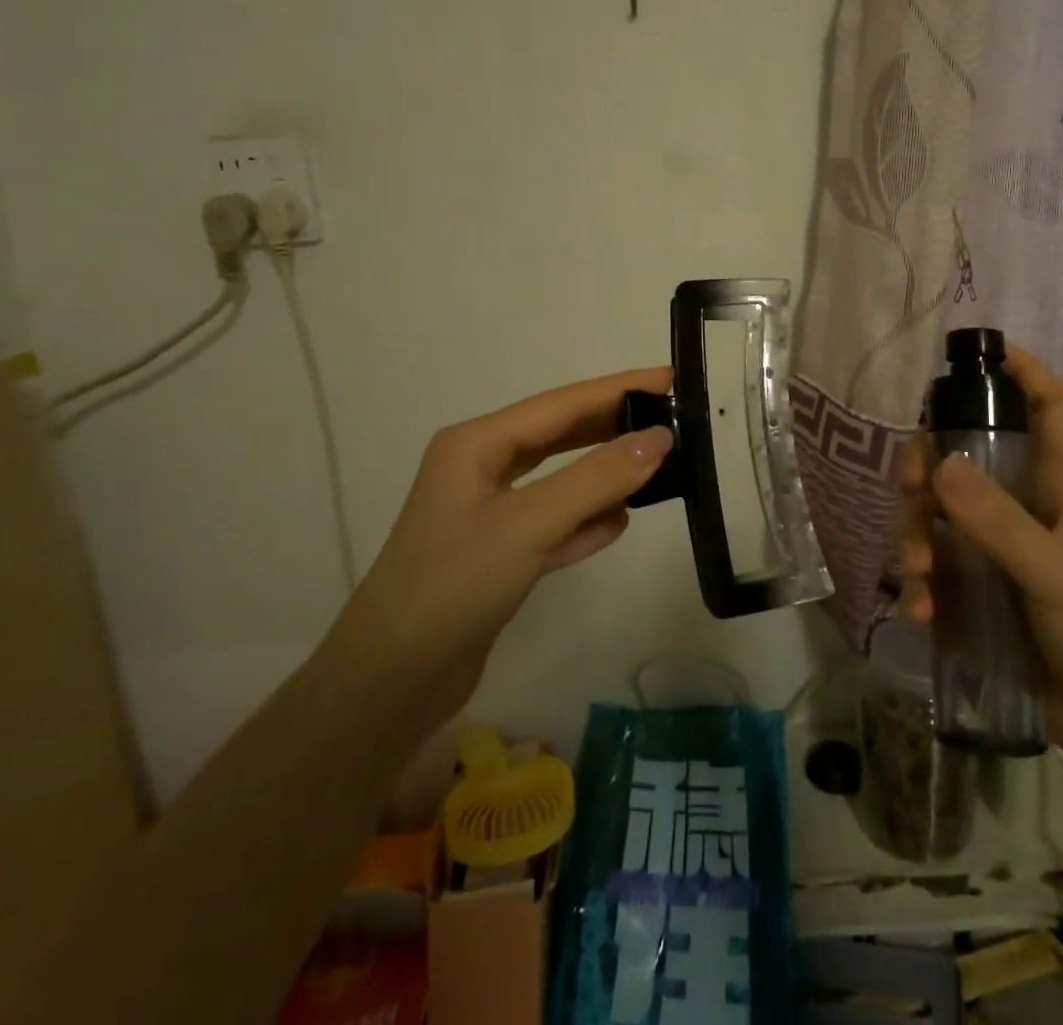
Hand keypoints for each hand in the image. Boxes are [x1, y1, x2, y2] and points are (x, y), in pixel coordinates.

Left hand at [340, 367, 675, 700]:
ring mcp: (490, 513)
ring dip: (604, 475)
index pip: (562, 403)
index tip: (670, 378)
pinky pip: (555, 523)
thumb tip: (662, 437)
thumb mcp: (529, 524)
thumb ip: (598, 478)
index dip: (618, 389)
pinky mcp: (500, 554)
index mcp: (477, 444)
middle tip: (673, 420)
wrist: (389, 684)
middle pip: (562, 435)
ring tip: (659, 468)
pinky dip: (585, 520)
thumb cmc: (453, 585)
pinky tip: (618, 523)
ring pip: (561, 480)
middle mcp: (482, 468)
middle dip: (614, 426)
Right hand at [897, 345, 1062, 764]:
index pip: (1051, 409)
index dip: (1024, 373)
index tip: (981, 352)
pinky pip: (937, 567)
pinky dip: (922, 585)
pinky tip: (921, 616)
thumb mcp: (1055, 575)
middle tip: (909, 489)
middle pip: (969, 457)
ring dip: (917, 537)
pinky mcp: (980, 591)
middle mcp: (1027, 508)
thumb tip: (939, 463)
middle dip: (931, 466)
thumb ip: (998, 523)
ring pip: (941, 514)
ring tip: (918, 579)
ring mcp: (1000, 551)